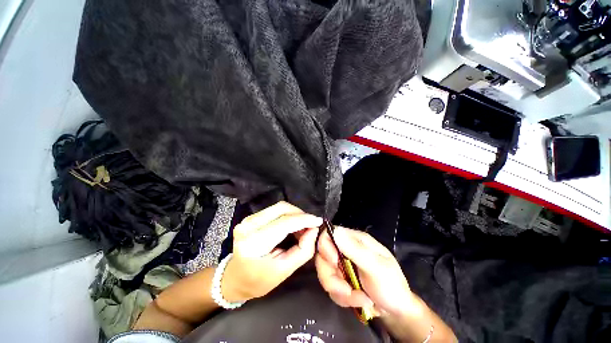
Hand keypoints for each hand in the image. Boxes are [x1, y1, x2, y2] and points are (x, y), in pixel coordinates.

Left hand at [221, 202, 322, 301]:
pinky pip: (275, 210)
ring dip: (295, 214)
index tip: (319, 221)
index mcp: (254, 243)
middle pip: (282, 208)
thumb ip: (303, 250)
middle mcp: (248, 226)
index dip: (304, 219)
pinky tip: (293, 225)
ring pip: (279, 207)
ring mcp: (248, 219)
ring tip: (302, 227)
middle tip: (311, 225)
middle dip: (300, 214)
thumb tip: (314, 229)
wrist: (236, 278)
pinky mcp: (252, 217)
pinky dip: (288, 215)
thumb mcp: (284, 271)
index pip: (284, 223)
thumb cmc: (259, 280)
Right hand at [315, 226, 415, 317]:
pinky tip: (359, 301)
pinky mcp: (341, 280)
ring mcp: (342, 265)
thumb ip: (355, 249)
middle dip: (333, 278)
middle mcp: (345, 249)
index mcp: (355, 240)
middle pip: (322, 256)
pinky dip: (343, 298)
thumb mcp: (376, 267)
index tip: (334, 263)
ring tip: (360, 299)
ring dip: (340, 292)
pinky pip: (331, 287)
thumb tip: (334, 231)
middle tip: (348, 291)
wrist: (397, 312)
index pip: (329, 234)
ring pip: (325, 274)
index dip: (326, 247)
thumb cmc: (392, 285)